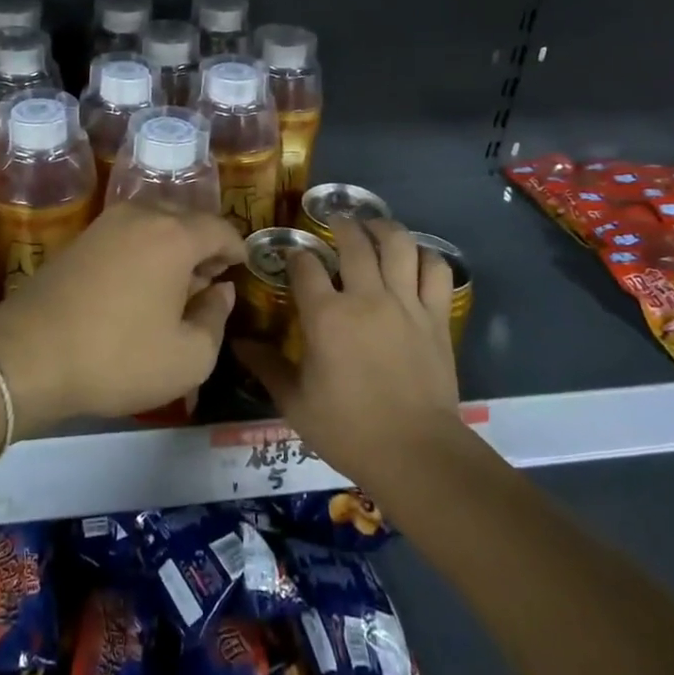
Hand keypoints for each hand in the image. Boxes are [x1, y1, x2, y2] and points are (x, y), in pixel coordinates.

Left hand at [0, 202, 245, 432]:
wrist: (27, 354)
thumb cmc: (118, 356)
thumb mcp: (188, 357)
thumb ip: (216, 319)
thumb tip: (220, 291)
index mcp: (175, 235)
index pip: (221, 229)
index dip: (238, 249)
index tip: (242, 270)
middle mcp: (142, 215)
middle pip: (188, 219)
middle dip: (205, 247)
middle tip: (211, 282)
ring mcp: (107, 223)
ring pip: (156, 224)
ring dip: (174, 248)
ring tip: (177, 287)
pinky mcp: (81, 238)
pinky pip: (129, 234)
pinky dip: (145, 251)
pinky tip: (140, 286)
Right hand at [234, 218, 460, 482]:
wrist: (415, 453)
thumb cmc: (348, 429)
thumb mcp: (295, 402)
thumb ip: (266, 366)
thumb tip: (238, 343)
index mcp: (326, 315)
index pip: (305, 265)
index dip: (295, 254)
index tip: (292, 255)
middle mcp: (366, 296)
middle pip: (353, 241)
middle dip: (340, 225)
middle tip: (334, 221)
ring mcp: (405, 303)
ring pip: (398, 244)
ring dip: (383, 228)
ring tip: (374, 226)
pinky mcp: (436, 316)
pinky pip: (435, 270)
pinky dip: (426, 256)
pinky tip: (415, 257)